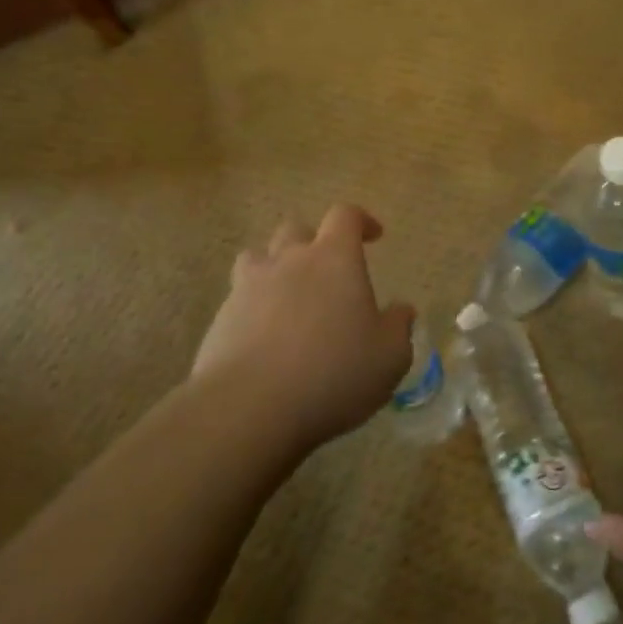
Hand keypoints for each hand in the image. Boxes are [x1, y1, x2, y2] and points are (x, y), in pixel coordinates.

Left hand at [190, 204, 414, 456]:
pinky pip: (238, 299)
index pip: (345, 216)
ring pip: (258, 257)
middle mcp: (289, 261)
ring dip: (275, 268)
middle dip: (314, 242)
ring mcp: (248, 287)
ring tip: (288, 296)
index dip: (361, 220)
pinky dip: (253, 309)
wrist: (249, 407)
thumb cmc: (333, 373)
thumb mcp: (389, 357)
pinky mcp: (220, 319)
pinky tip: (264, 341)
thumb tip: (402, 310)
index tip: (374, 235)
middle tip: (328, 271)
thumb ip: (398, 328)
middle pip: (296, 229)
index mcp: (334, 258)